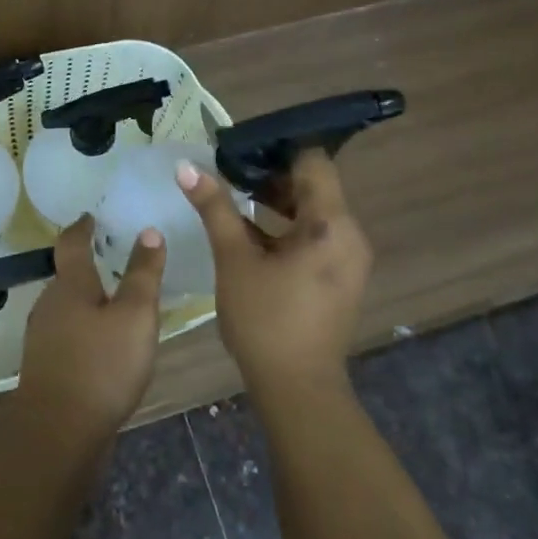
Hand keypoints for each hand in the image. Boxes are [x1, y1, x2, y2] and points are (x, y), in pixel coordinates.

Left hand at [14, 216, 165, 445]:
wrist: (59, 433)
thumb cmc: (101, 365)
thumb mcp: (134, 316)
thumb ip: (142, 274)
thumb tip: (148, 232)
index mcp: (69, 286)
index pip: (71, 244)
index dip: (81, 227)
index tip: (89, 216)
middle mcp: (49, 305)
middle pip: (67, 277)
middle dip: (88, 266)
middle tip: (114, 258)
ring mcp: (44, 338)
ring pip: (68, 307)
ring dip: (87, 299)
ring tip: (115, 300)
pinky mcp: (47, 367)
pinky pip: (68, 334)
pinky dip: (85, 328)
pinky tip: (104, 343)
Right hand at [176, 150, 371, 392]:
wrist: (297, 389)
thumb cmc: (265, 319)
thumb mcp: (234, 259)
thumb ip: (214, 208)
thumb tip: (187, 167)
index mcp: (331, 224)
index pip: (313, 161)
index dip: (277, 149)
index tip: (240, 148)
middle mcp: (350, 235)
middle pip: (314, 186)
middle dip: (271, 175)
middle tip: (229, 169)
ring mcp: (348, 258)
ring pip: (314, 212)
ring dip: (277, 202)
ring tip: (233, 195)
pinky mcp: (340, 277)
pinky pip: (316, 236)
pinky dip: (287, 228)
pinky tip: (249, 232)